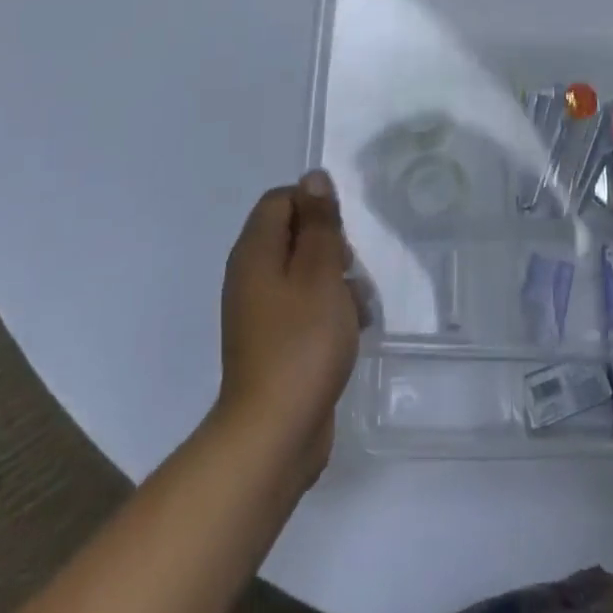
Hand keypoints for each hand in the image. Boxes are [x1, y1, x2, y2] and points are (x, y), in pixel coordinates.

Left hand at [216, 170, 362, 489]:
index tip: (341, 230)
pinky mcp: (276, 343)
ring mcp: (262, 312)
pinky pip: (306, 308)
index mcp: (255, 252)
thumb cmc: (301, 341)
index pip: (281, 200)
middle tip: (351, 267)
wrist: (275, 434)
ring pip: (305, 273)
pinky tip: (355, 329)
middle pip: (294, 235)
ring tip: (360, 304)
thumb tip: (314, 178)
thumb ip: (319, 222)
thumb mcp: (319, 271)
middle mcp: (252, 276)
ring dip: (336, 280)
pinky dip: (330, 311)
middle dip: (330, 244)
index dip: (314, 205)